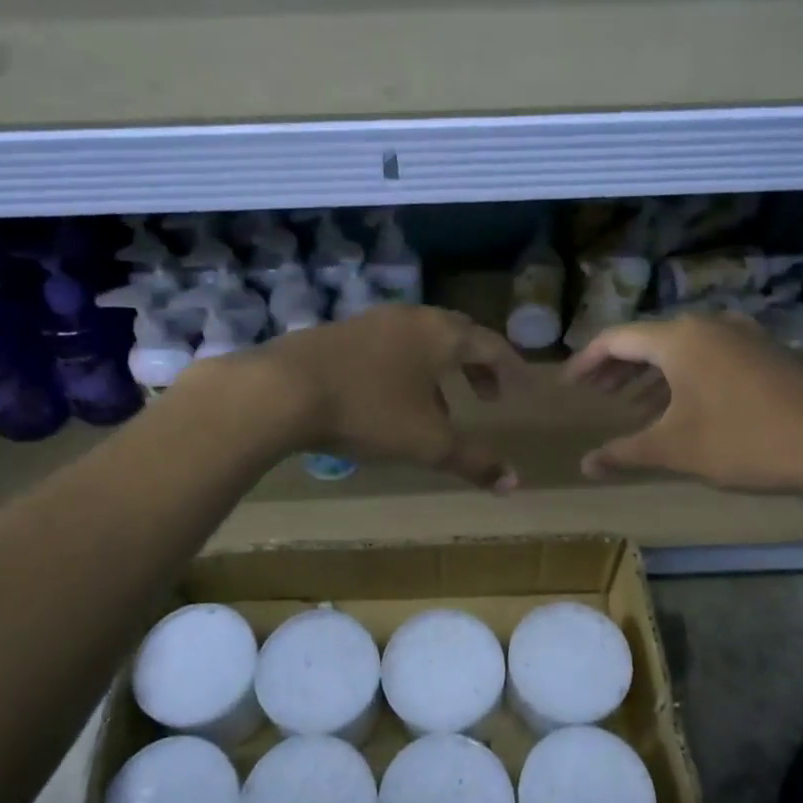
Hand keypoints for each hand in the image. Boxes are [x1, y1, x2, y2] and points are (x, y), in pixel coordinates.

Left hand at [217, 306, 526, 489]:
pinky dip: (405, 369)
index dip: (509, 368)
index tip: (519, 389)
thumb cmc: (368, 411)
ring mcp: (371, 321)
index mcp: (440, 334)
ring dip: (438, 370)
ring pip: (419, 341)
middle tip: (485, 395)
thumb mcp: (427, 442)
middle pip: (456, 335)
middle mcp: (410, 318)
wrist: (282, 390)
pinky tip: (390, 401)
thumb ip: (474, 461)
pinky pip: (388, 347)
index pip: (489, 344)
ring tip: (441, 408)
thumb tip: (516, 484)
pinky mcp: (338, 333)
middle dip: (475, 366)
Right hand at [564, 314, 802, 496]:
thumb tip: (585, 465)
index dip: (587, 361)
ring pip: (681, 348)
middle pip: (648, 339)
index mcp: (678, 339)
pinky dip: (683, 375)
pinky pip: (709, 355)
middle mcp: (708, 324)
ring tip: (631, 403)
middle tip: (595, 393)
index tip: (569, 385)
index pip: (616, 339)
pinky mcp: (766, 352)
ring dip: (651, 373)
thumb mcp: (675, 449)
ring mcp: (742, 335)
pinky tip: (682, 405)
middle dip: (618, 367)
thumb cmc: (744, 440)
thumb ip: (625, 452)